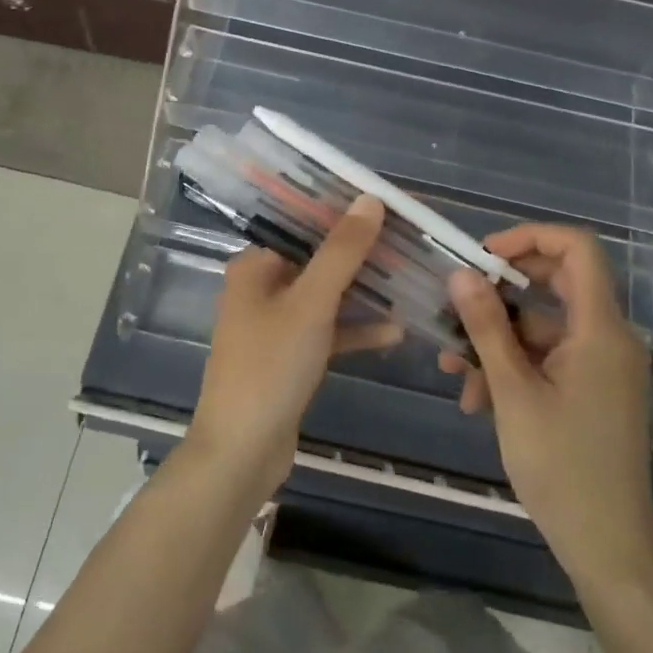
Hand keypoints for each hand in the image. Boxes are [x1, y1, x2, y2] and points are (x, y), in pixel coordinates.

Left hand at [186, 194, 399, 501]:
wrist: (242, 452)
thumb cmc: (270, 366)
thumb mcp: (311, 303)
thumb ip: (342, 251)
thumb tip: (370, 199)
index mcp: (255, 266)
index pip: (305, 224)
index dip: (346, 214)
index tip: (389, 209)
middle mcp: (261, 288)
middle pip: (319, 260)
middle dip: (362, 255)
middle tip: (409, 244)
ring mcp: (275, 325)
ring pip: (327, 297)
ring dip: (364, 293)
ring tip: (410, 281)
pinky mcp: (289, 357)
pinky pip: (327, 331)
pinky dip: (355, 329)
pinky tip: (395, 331)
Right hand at [439, 223, 652, 588]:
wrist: (607, 546)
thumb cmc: (560, 466)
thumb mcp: (513, 392)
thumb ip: (486, 327)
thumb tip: (461, 273)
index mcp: (600, 329)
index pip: (577, 249)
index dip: (529, 237)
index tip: (483, 256)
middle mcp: (608, 337)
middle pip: (557, 282)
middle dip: (502, 291)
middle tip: (458, 303)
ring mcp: (603, 365)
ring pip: (544, 326)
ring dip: (498, 339)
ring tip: (454, 368)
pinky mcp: (594, 389)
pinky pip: (550, 357)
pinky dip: (515, 365)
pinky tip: (478, 397)